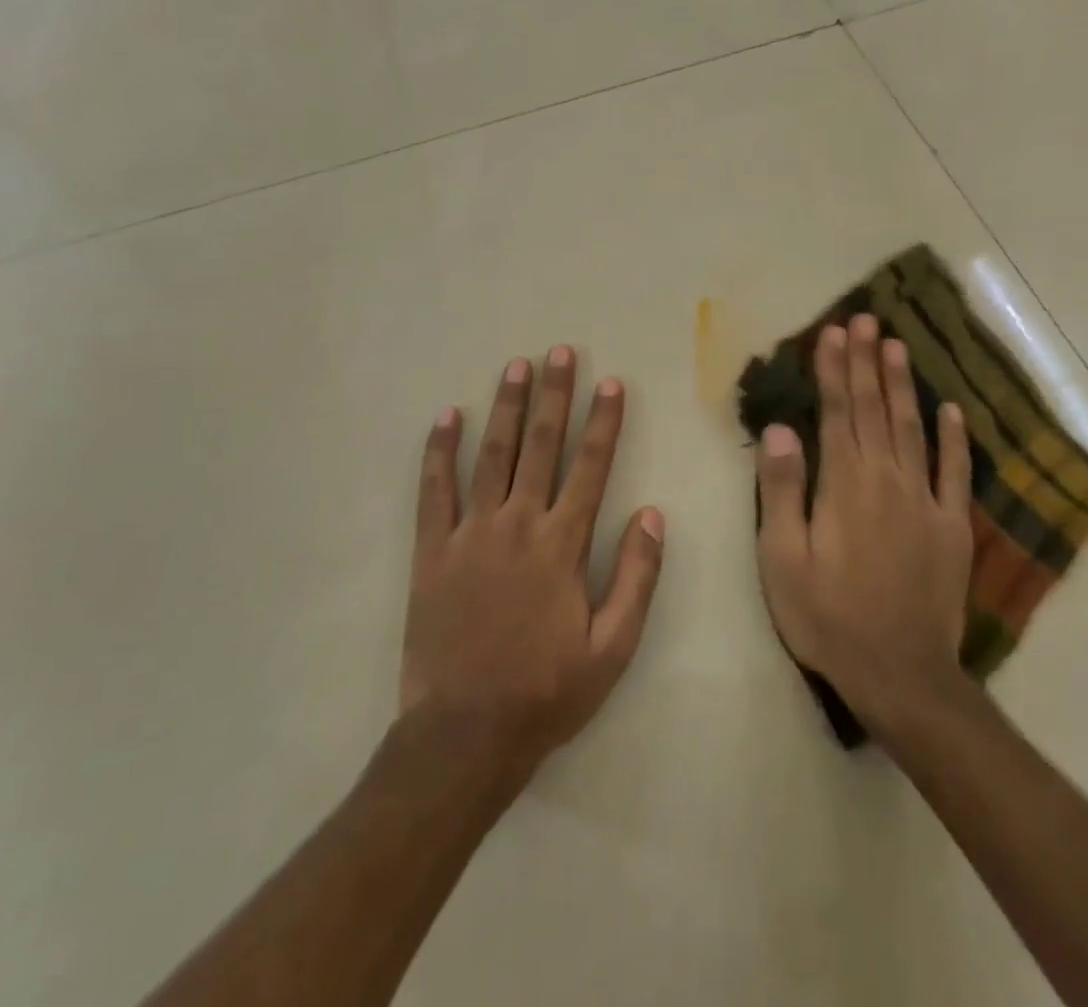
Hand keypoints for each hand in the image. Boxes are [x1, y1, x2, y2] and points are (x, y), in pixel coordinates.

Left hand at [402, 346, 665, 783]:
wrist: (465, 734)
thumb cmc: (546, 691)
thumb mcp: (612, 647)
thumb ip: (636, 577)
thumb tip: (654, 515)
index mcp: (562, 544)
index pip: (591, 467)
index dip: (603, 422)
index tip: (611, 383)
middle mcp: (518, 524)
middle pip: (540, 445)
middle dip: (553, 395)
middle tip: (559, 352)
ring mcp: (471, 533)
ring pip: (491, 455)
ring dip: (505, 407)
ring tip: (515, 366)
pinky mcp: (433, 550)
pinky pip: (435, 490)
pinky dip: (439, 451)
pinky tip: (446, 417)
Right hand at [754, 315, 973, 736]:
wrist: (901, 675)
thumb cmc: (828, 617)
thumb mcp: (783, 558)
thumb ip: (782, 489)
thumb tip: (780, 429)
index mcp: (844, 484)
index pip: (838, 412)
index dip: (834, 369)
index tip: (833, 332)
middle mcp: (887, 480)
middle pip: (876, 409)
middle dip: (866, 362)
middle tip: (864, 320)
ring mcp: (926, 502)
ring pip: (913, 429)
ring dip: (904, 385)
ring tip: (897, 345)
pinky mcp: (953, 528)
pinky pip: (955, 473)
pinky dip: (955, 439)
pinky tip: (953, 411)